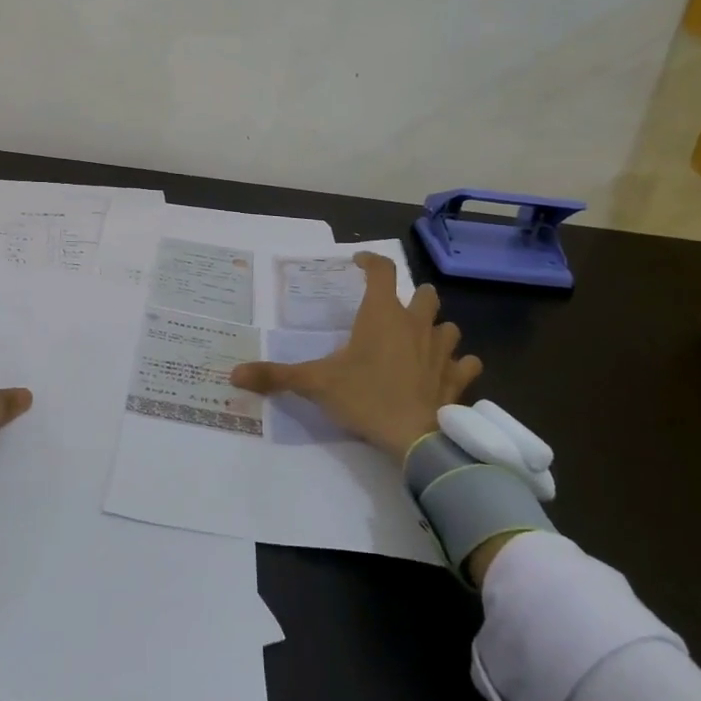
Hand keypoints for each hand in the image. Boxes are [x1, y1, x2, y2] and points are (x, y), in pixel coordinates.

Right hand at [229, 252, 481, 461]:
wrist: (415, 439)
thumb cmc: (365, 398)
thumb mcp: (316, 384)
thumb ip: (276, 375)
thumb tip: (234, 373)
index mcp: (382, 315)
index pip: (382, 270)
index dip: (370, 261)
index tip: (358, 262)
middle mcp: (416, 324)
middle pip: (425, 293)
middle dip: (413, 296)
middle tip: (393, 309)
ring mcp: (442, 351)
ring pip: (448, 326)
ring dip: (436, 328)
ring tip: (420, 339)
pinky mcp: (457, 379)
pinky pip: (466, 363)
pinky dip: (459, 364)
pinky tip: (447, 371)